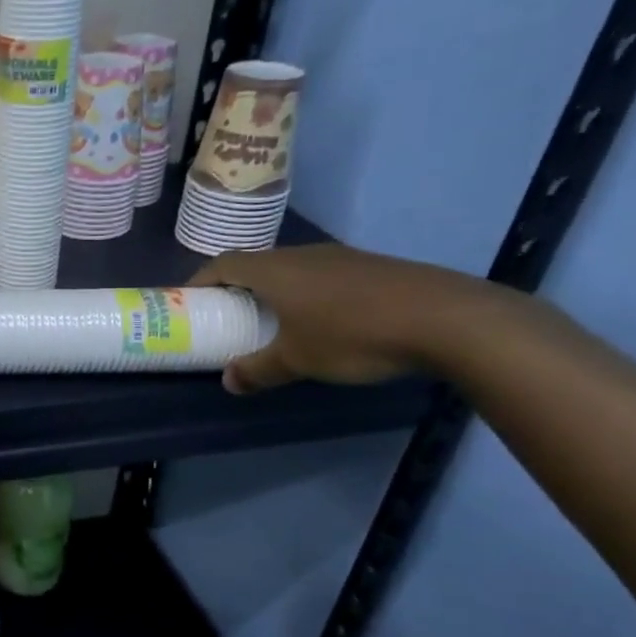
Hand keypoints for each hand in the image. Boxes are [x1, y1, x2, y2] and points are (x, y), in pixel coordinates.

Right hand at [188, 244, 496, 394]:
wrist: (447, 318)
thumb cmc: (354, 335)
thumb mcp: (298, 360)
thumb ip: (258, 370)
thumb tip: (228, 381)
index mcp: (274, 270)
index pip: (222, 265)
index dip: (200, 281)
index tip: (189, 302)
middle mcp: (302, 255)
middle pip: (255, 265)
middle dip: (236, 288)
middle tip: (228, 316)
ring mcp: (340, 257)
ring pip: (291, 269)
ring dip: (273, 290)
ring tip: (272, 320)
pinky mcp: (371, 267)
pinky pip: (321, 276)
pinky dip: (306, 293)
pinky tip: (322, 320)